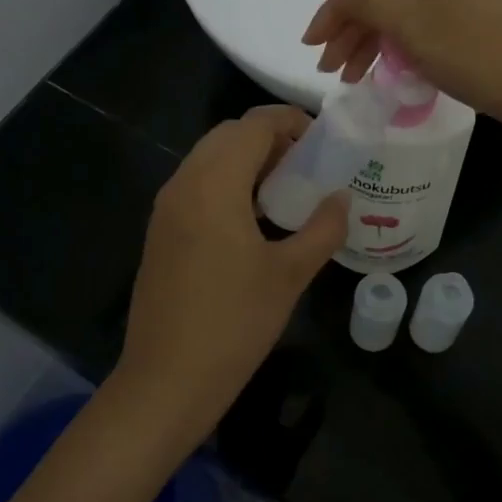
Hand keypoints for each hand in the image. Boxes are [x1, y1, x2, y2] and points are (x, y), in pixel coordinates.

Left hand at [113, 106, 347, 451]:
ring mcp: (166, 208)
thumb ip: (322, 229)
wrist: (166, 380)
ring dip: (246, 160)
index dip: (290, 121)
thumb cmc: (234, 323)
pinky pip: (196, 185)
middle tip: (307, 165)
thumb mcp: (290, 275)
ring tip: (285, 190)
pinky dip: (226, 182)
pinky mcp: (160, 231)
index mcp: (214, 184)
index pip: (253, 125)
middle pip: (228, 135)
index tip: (322, 140)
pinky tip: (253, 218)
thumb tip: (341, 199)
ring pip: (208, 158)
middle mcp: (183, 183)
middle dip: (269, 138)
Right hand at [301, 0, 501, 136]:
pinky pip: (420, 27)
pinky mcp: (469, 21)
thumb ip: (366, 1)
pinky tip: (386, 70)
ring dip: (371, 43)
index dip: (334, 12)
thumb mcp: (411, 27)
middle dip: (350, 32)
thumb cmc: (472, 53)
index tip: (311, 46)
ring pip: (399, 15)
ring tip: (351, 77)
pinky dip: (398, 48)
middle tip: (328, 69)